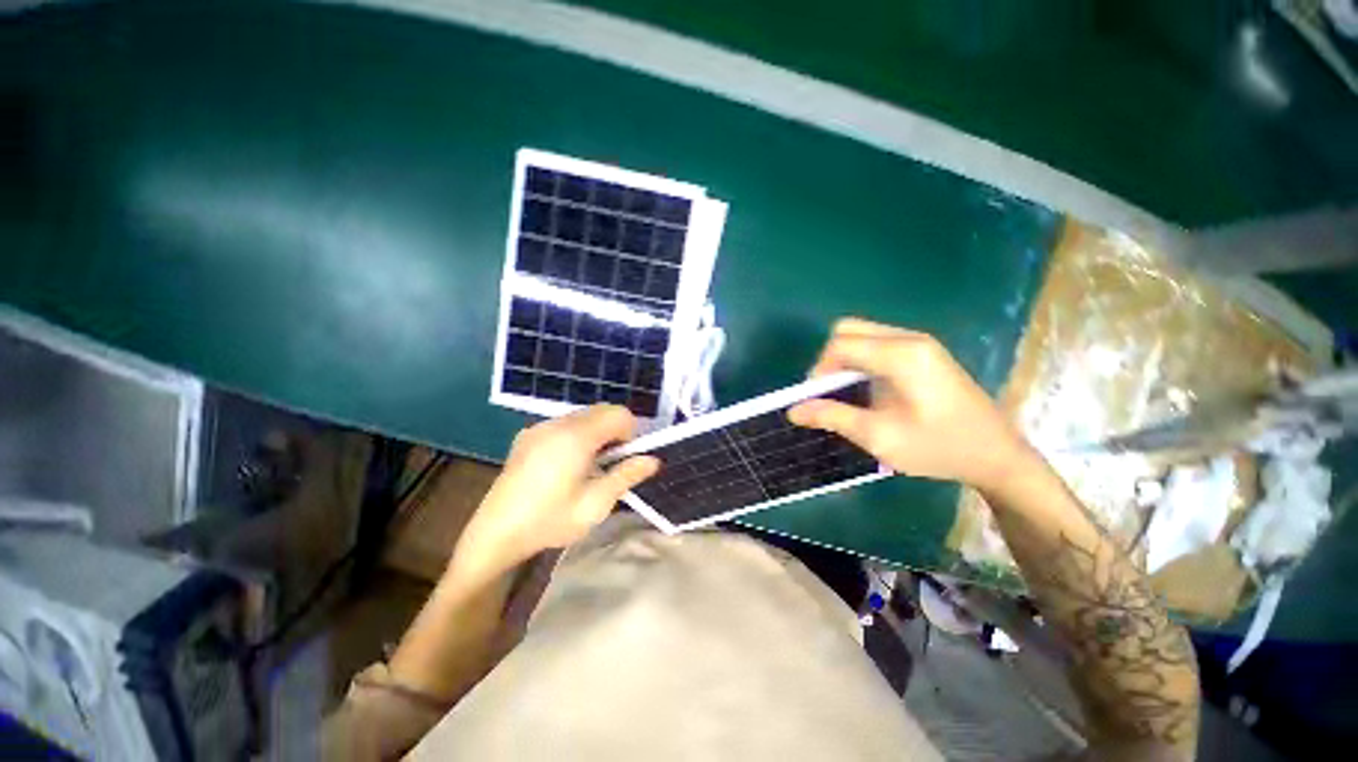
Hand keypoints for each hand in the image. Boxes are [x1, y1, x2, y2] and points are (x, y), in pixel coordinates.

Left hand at [451, 405, 658, 582]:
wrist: (495, 534)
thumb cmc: (550, 521)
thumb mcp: (596, 504)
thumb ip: (627, 476)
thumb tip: (653, 460)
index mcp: (576, 437)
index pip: (618, 414)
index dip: (631, 432)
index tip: (627, 457)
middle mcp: (557, 423)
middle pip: (601, 410)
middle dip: (615, 430)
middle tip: (611, 462)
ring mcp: (539, 427)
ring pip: (583, 415)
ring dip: (597, 431)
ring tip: (590, 464)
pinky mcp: (527, 435)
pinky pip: (563, 423)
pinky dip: (577, 433)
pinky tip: (567, 463)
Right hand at [788, 318, 1030, 490]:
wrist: (997, 455)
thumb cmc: (939, 448)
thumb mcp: (880, 437)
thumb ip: (833, 417)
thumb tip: (793, 411)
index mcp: (901, 355)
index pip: (841, 344)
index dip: (820, 369)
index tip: (818, 399)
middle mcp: (909, 339)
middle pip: (849, 330)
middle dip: (830, 359)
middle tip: (831, 392)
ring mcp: (920, 343)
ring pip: (862, 334)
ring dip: (845, 359)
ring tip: (848, 393)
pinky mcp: (924, 352)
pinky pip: (878, 343)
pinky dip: (861, 360)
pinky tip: (870, 389)